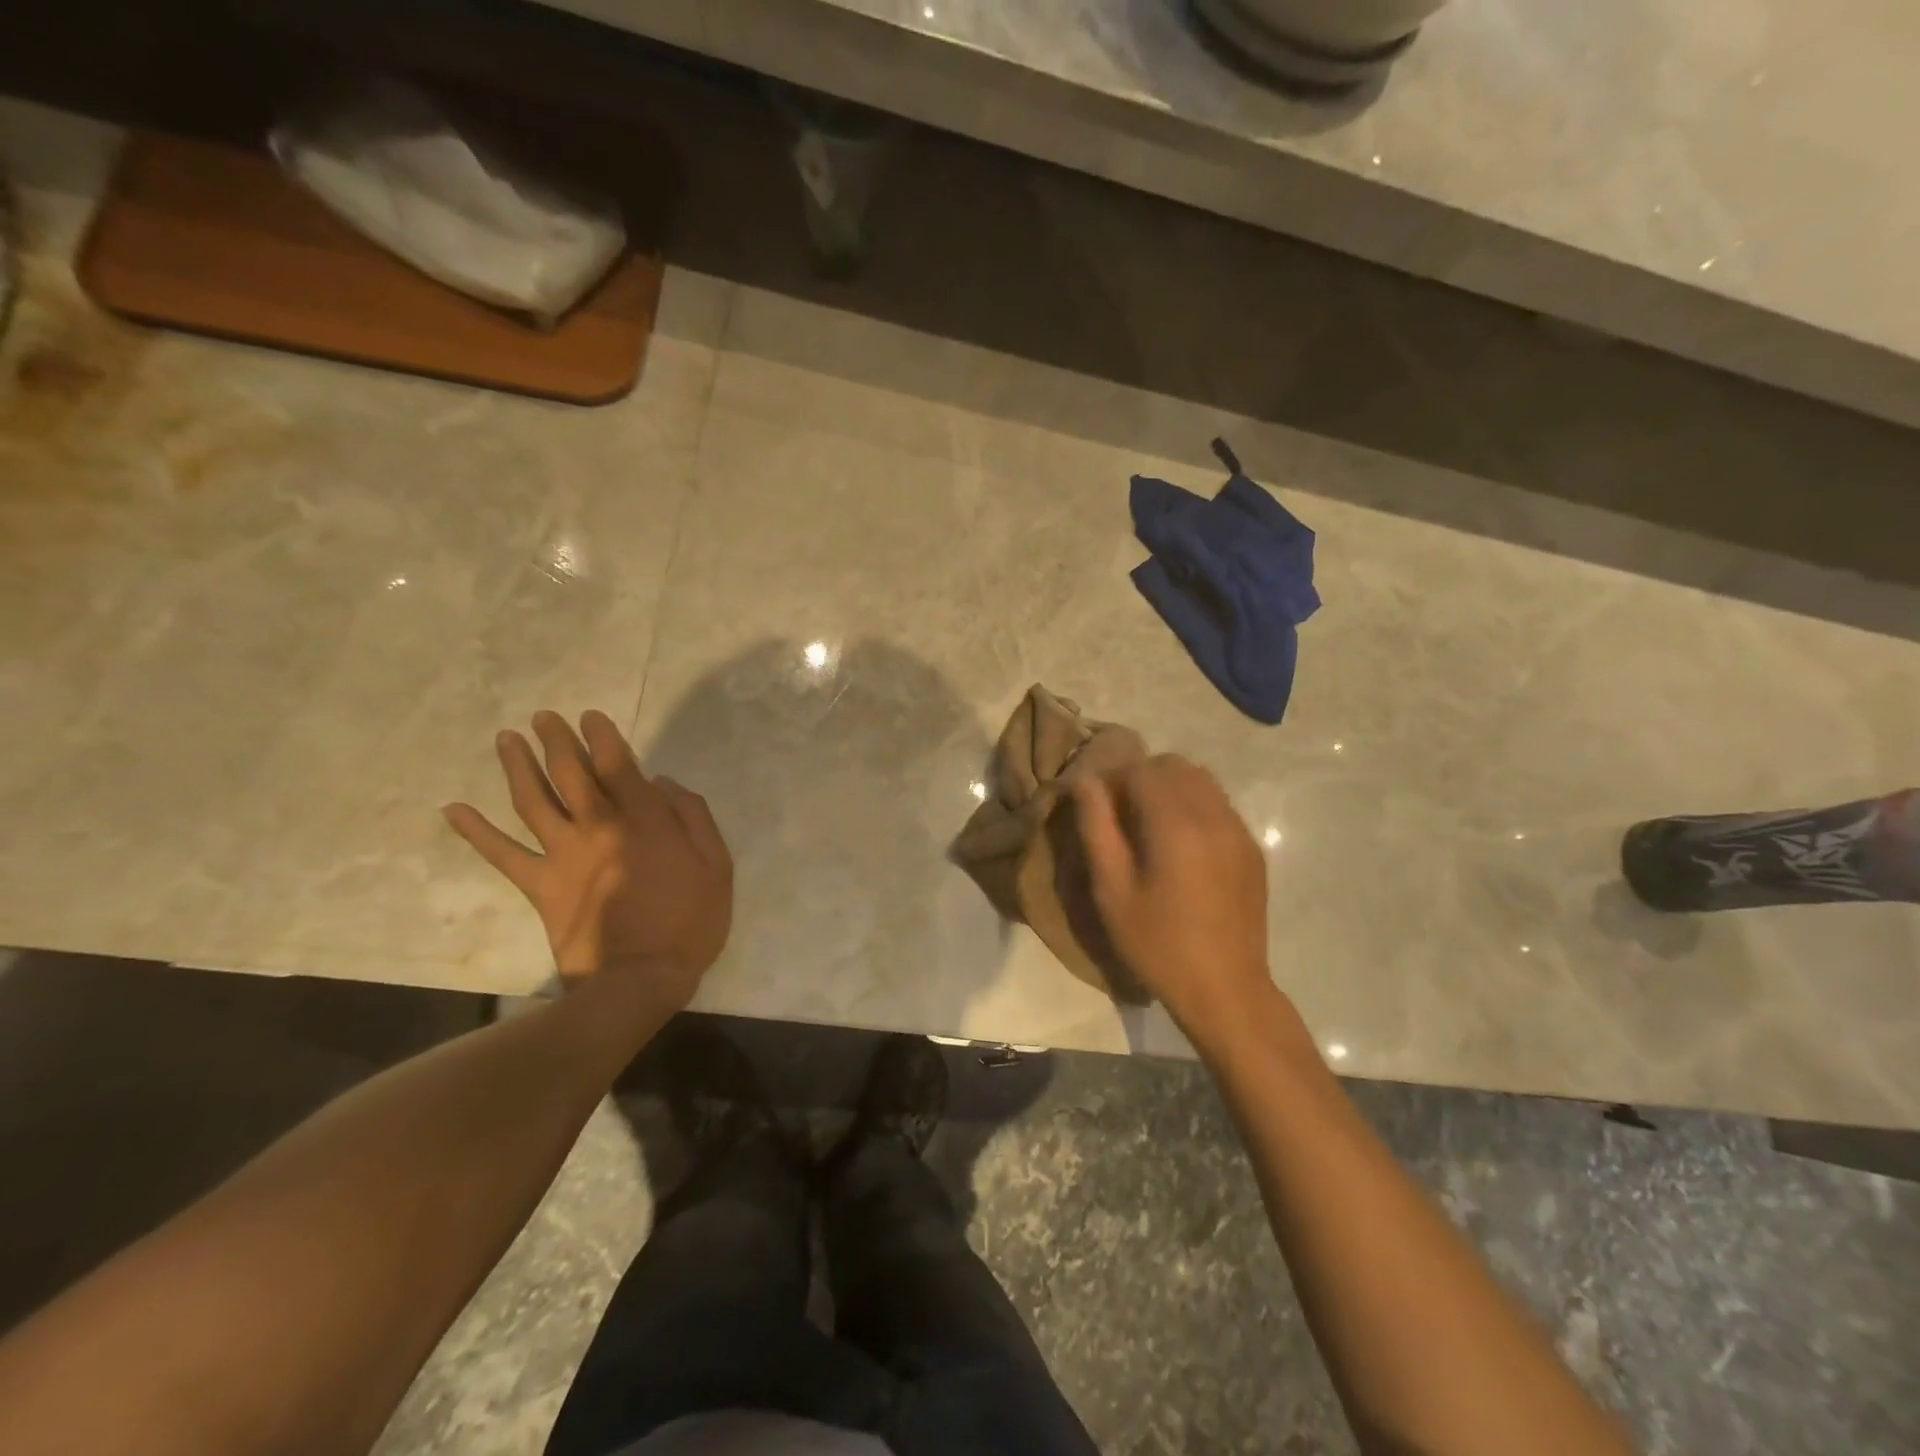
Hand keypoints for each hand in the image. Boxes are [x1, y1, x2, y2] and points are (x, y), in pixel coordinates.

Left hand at [443, 710, 731, 1006]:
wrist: (640, 978)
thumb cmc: (689, 921)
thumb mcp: (717, 865)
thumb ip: (692, 817)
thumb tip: (662, 783)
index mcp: (644, 819)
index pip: (617, 764)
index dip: (602, 736)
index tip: (589, 717)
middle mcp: (598, 826)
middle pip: (570, 773)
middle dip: (556, 741)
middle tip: (543, 718)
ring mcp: (563, 855)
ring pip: (533, 800)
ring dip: (517, 767)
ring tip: (505, 739)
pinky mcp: (540, 885)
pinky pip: (502, 854)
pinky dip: (476, 832)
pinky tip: (453, 809)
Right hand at [1073, 755, 1275, 1046]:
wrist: (1226, 989)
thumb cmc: (1158, 944)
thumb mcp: (1112, 890)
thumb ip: (1096, 827)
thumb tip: (1085, 782)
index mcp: (1176, 824)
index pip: (1141, 769)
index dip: (1112, 779)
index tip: (1096, 806)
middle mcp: (1214, 815)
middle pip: (1173, 766)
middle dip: (1141, 778)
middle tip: (1120, 815)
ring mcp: (1239, 830)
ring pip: (1201, 780)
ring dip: (1169, 788)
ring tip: (1149, 827)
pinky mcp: (1251, 849)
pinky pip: (1219, 804)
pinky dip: (1193, 806)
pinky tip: (1180, 846)